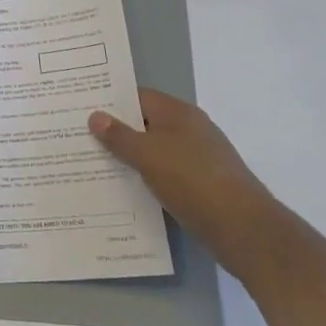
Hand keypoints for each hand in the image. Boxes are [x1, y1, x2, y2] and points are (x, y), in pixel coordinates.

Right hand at [90, 89, 285, 276]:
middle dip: (116, 131)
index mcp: (179, 114)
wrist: (244, 229)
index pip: (138, 96)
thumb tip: (95, 116)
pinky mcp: (202, 185)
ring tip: (95, 165)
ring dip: (130, 158)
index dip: (110, 101)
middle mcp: (190, 130)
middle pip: (146, 123)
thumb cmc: (192, 181)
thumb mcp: (148, 155)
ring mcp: (199, 158)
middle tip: (81, 138)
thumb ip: (119, 136)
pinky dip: (147, 178)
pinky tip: (126, 190)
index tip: (81, 109)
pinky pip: (166, 174)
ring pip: (155, 151)